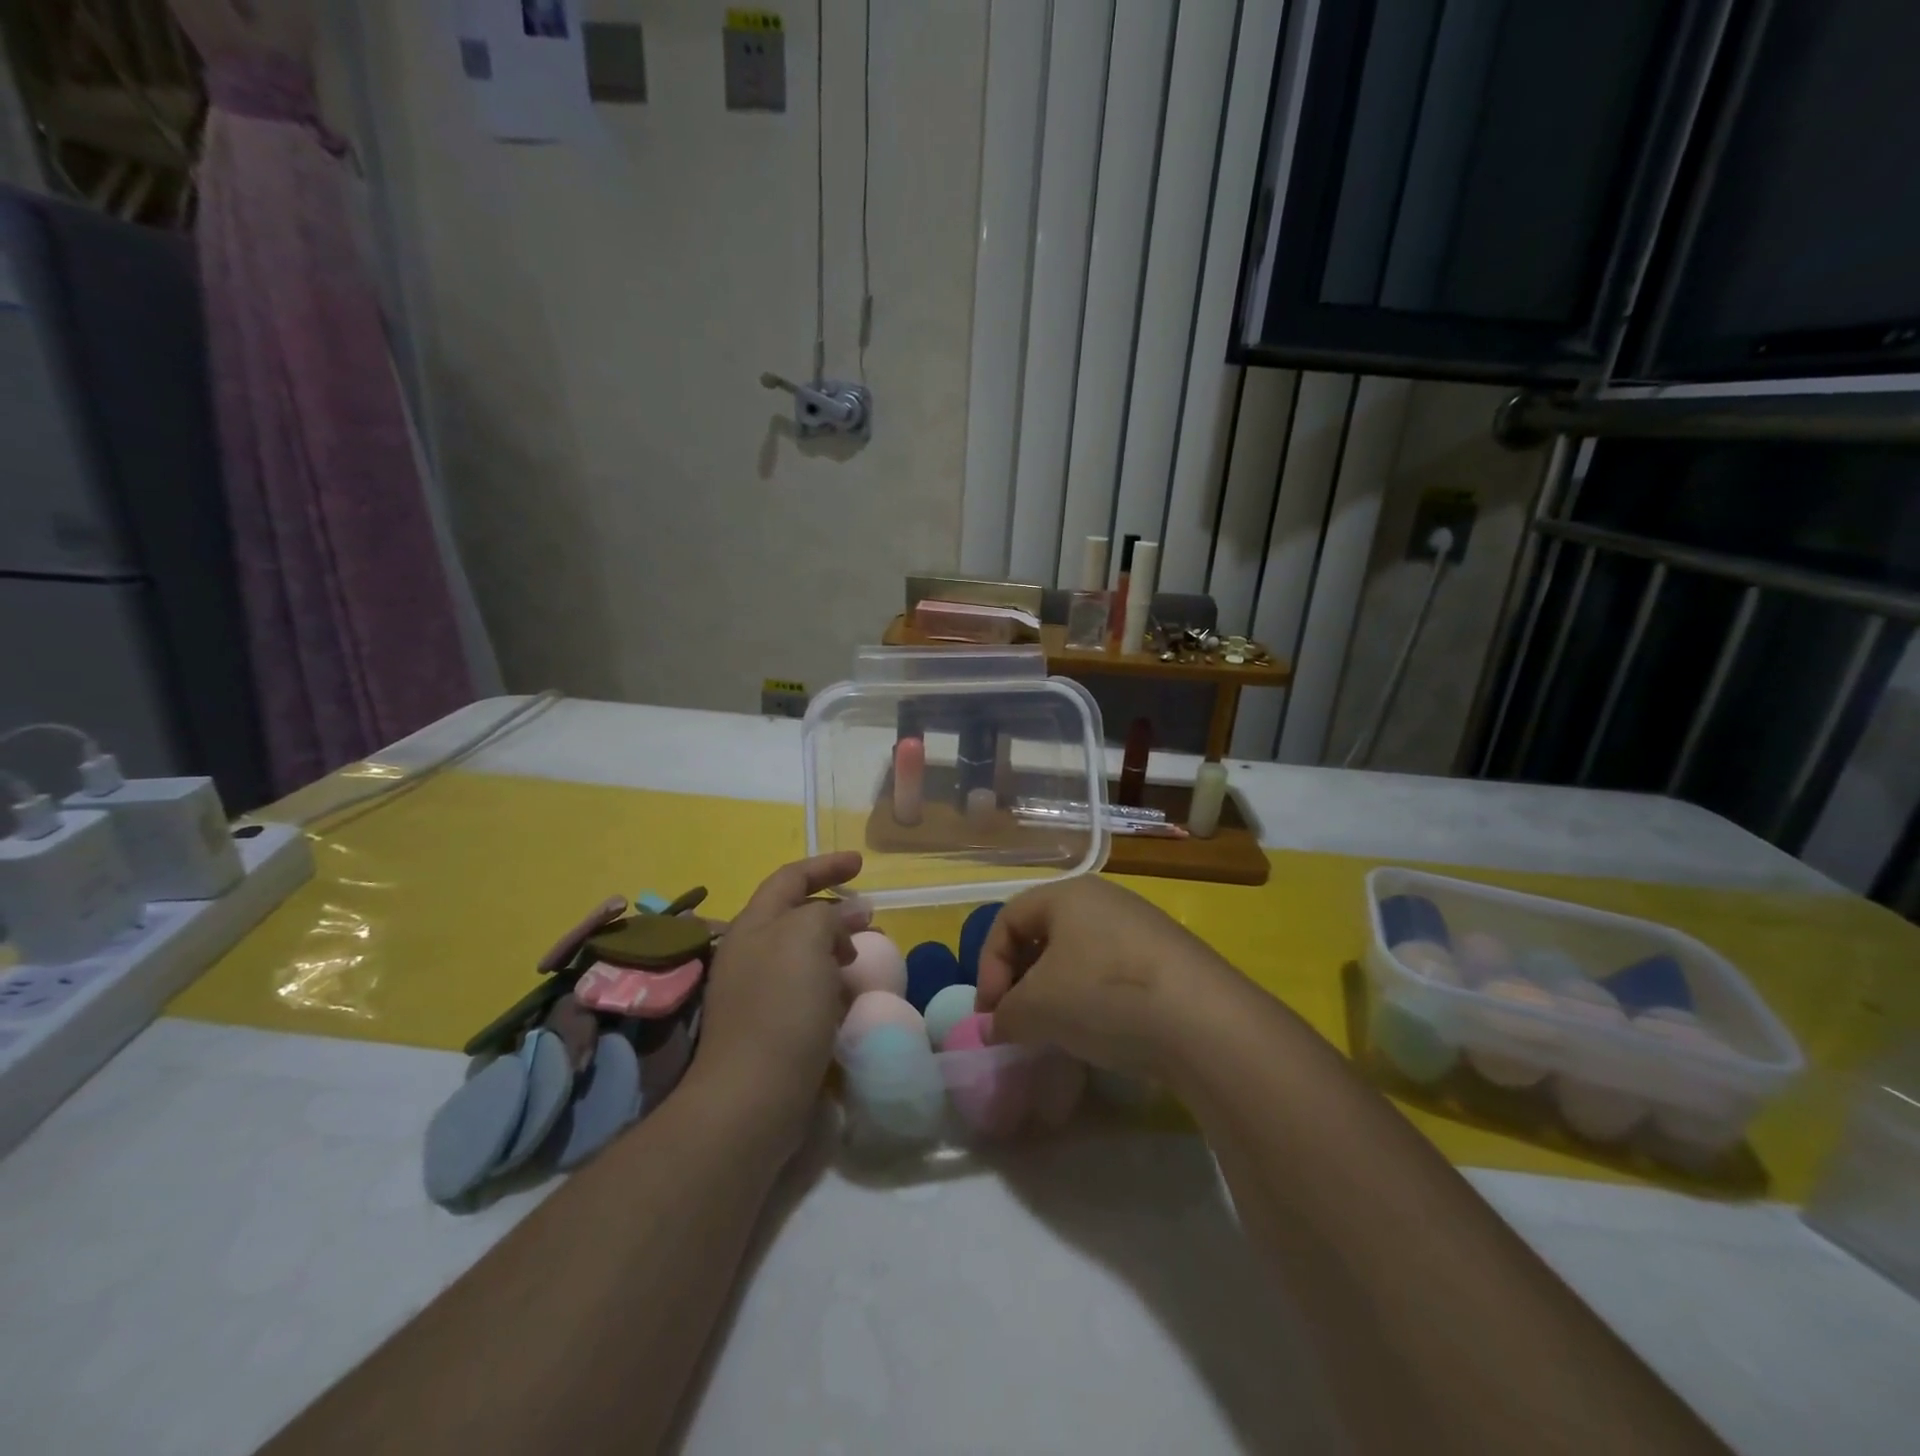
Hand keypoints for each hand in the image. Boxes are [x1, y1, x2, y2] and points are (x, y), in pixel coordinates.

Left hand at [692, 853, 867, 1133]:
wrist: (752, 1097)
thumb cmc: (781, 1007)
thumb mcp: (806, 940)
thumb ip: (828, 915)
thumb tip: (848, 914)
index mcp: (752, 925)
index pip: (790, 878)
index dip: (826, 865)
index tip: (861, 864)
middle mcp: (748, 953)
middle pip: (793, 915)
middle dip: (832, 910)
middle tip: (868, 919)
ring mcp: (755, 992)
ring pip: (801, 954)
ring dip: (832, 948)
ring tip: (860, 959)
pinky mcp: (767, 1027)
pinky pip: (803, 989)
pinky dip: (828, 983)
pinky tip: (846, 998)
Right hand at [974, 877, 1232, 1075]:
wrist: (1204, 1022)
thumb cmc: (1105, 994)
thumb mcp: (1038, 1008)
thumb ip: (1005, 1015)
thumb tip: (997, 1026)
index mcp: (1068, 893)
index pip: (1007, 919)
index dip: (989, 966)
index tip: (992, 1014)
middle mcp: (1105, 899)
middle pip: (1044, 934)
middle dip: (1021, 980)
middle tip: (1018, 1022)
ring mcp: (1141, 927)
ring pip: (1079, 955)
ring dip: (1056, 993)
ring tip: (1056, 1031)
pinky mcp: (1169, 960)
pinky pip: (1113, 972)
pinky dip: (1093, 999)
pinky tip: (1100, 1032)